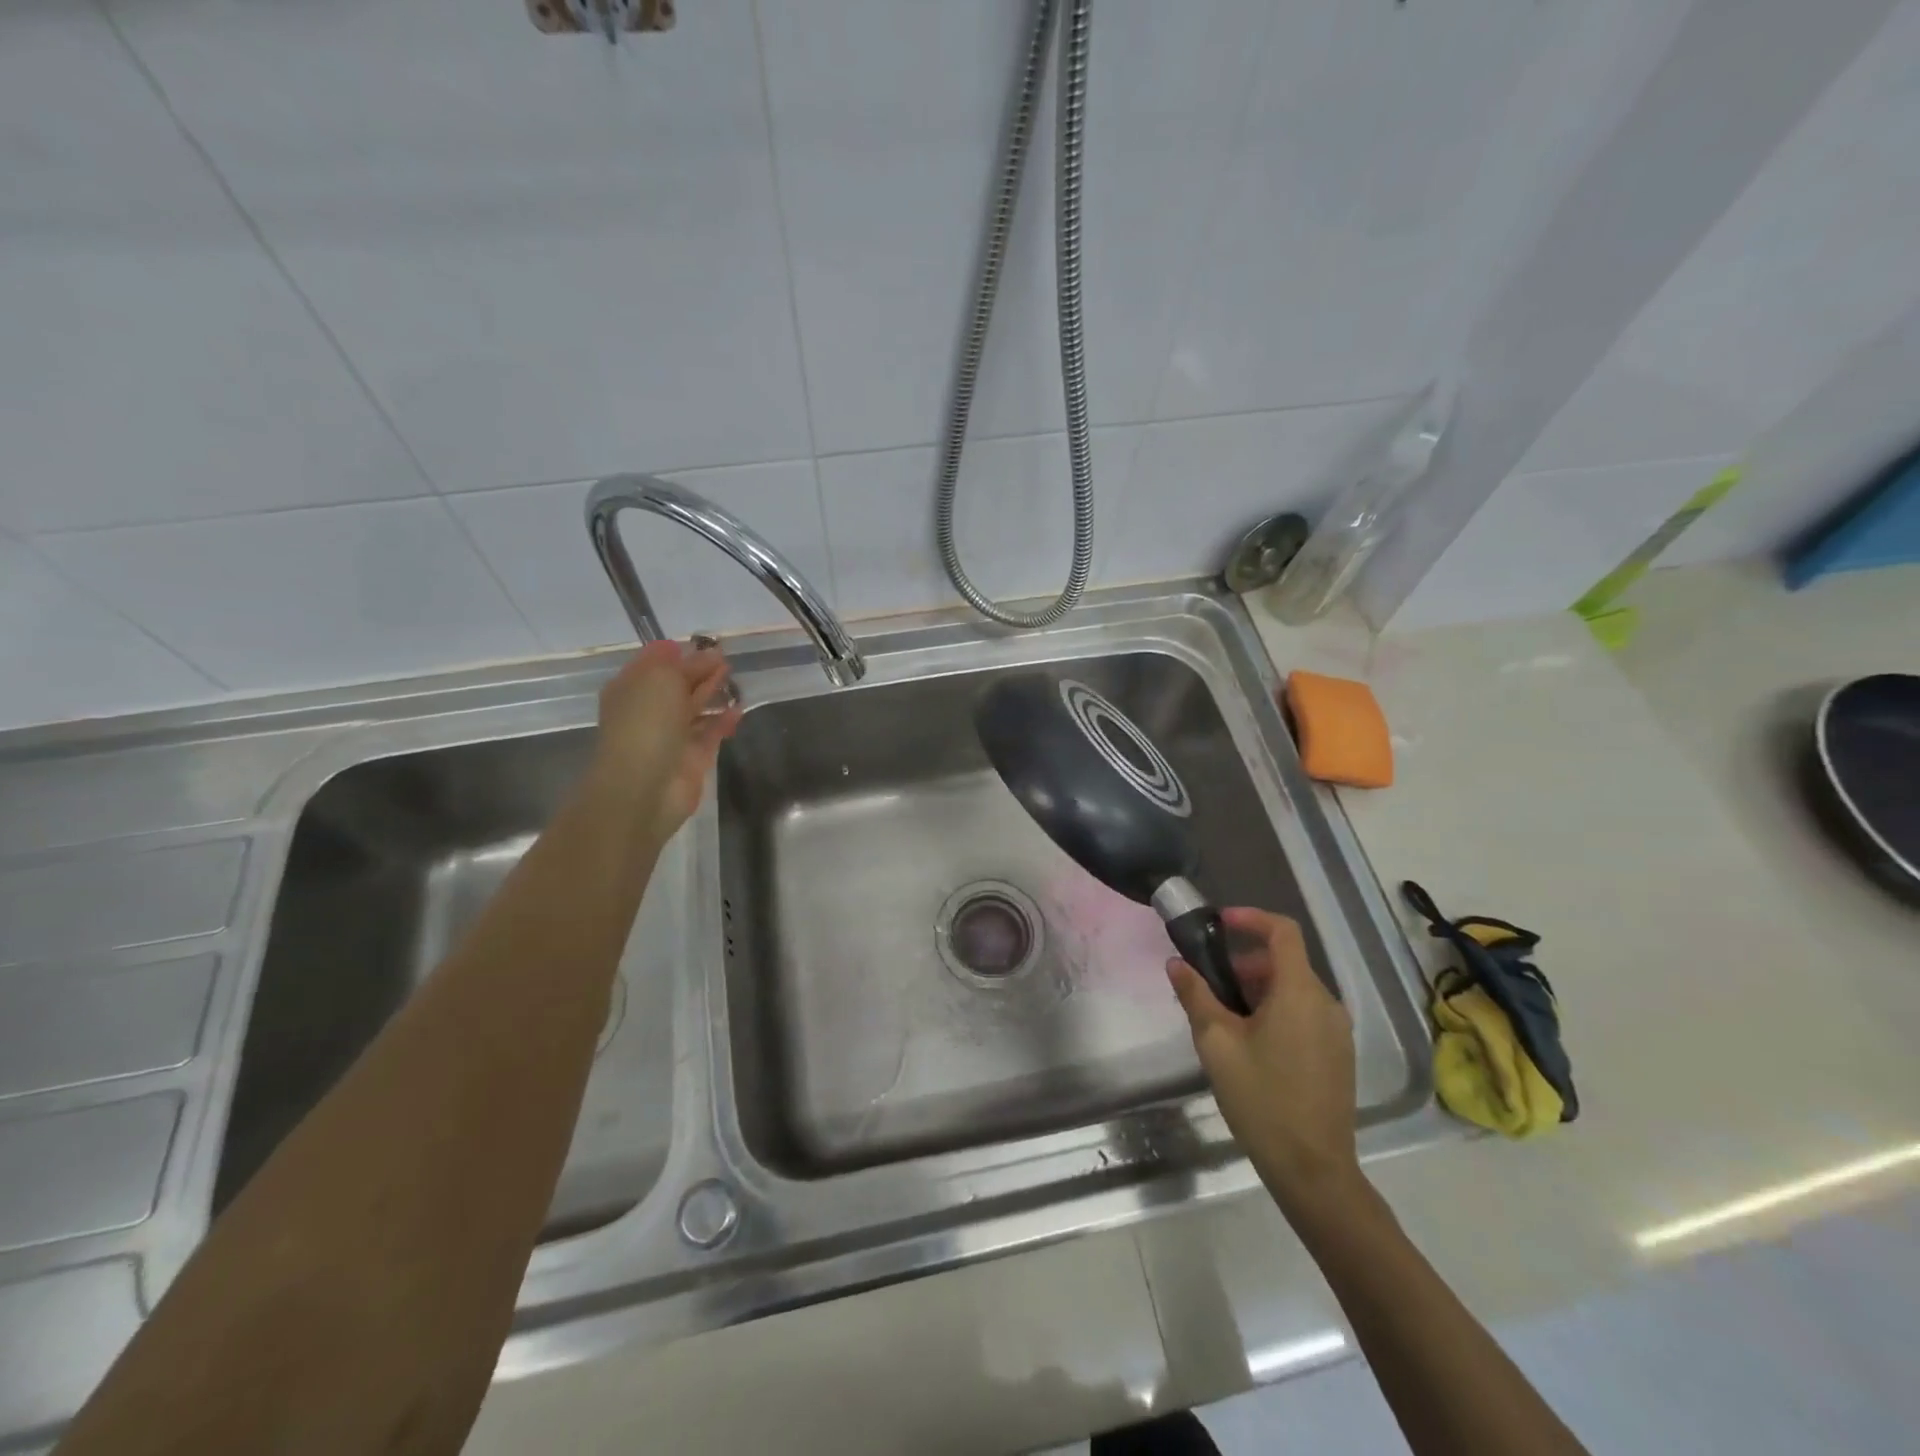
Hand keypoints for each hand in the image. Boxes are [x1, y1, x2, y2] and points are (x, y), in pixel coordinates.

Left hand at [590, 639, 741, 843]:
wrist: (644, 787)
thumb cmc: (646, 724)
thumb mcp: (661, 679)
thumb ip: (684, 664)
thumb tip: (702, 653)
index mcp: (631, 688)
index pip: (653, 663)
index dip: (676, 652)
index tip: (702, 642)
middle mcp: (648, 710)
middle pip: (676, 685)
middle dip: (697, 670)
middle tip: (724, 657)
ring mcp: (670, 736)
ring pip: (693, 708)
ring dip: (711, 693)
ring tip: (733, 678)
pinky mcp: (692, 758)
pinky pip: (710, 733)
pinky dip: (723, 720)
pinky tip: (739, 709)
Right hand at [1168, 907, 1361, 1215]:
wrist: (1313, 1170)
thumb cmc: (1261, 1098)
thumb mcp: (1216, 1043)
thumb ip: (1195, 995)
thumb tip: (1177, 963)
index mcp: (1300, 992)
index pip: (1282, 931)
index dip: (1250, 918)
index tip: (1218, 923)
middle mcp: (1326, 1003)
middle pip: (1284, 962)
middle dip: (1244, 963)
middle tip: (1209, 985)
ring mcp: (1337, 1031)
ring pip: (1292, 989)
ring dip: (1257, 989)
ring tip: (1223, 1019)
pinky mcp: (1338, 1054)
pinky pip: (1304, 1013)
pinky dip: (1274, 1011)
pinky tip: (1249, 1044)